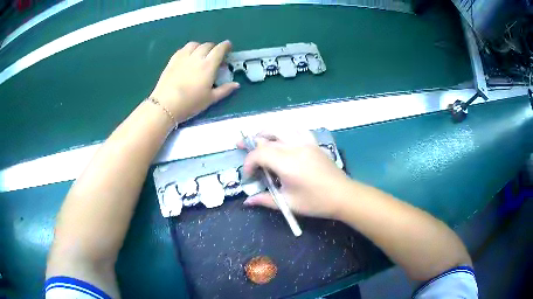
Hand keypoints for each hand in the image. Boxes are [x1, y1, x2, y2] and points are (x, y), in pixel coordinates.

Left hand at [150, 41, 239, 121]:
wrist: (165, 105)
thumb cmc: (190, 103)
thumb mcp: (210, 99)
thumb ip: (224, 90)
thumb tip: (237, 84)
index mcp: (208, 65)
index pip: (219, 49)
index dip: (225, 46)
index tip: (228, 46)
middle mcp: (197, 57)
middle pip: (207, 45)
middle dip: (213, 47)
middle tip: (215, 54)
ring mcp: (183, 57)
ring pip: (194, 44)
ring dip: (200, 46)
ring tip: (200, 53)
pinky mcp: (172, 60)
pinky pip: (182, 49)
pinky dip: (188, 49)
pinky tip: (188, 56)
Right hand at [240, 130, 351, 218]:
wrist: (343, 196)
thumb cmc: (316, 202)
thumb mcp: (288, 203)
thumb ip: (265, 200)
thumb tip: (247, 201)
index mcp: (287, 163)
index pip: (259, 154)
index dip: (248, 163)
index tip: (248, 176)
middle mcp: (295, 147)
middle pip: (267, 138)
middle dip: (251, 142)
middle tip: (240, 145)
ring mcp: (305, 142)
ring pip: (281, 127)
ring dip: (266, 131)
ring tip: (258, 138)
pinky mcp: (313, 143)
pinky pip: (297, 129)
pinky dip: (285, 130)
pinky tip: (282, 136)